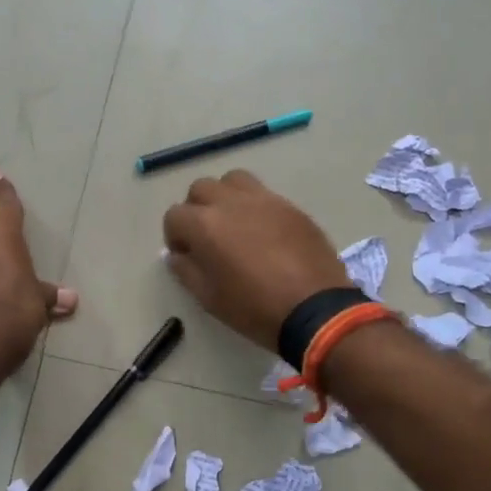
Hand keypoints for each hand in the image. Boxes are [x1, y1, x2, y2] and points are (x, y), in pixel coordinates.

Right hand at [161, 170, 348, 349]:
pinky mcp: (290, 205)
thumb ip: (186, 270)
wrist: (315, 309)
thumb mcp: (209, 298)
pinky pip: (263, 194)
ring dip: (225, 197)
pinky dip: (254, 206)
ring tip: (234, 224)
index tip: (185, 255)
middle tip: (206, 237)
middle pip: (201, 189)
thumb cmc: (254, 308)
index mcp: (205, 225)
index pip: (174, 215)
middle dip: (196, 209)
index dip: (174, 236)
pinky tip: (263, 232)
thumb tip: (177, 255)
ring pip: (233, 180)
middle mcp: (231, 202)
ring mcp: (264, 200)